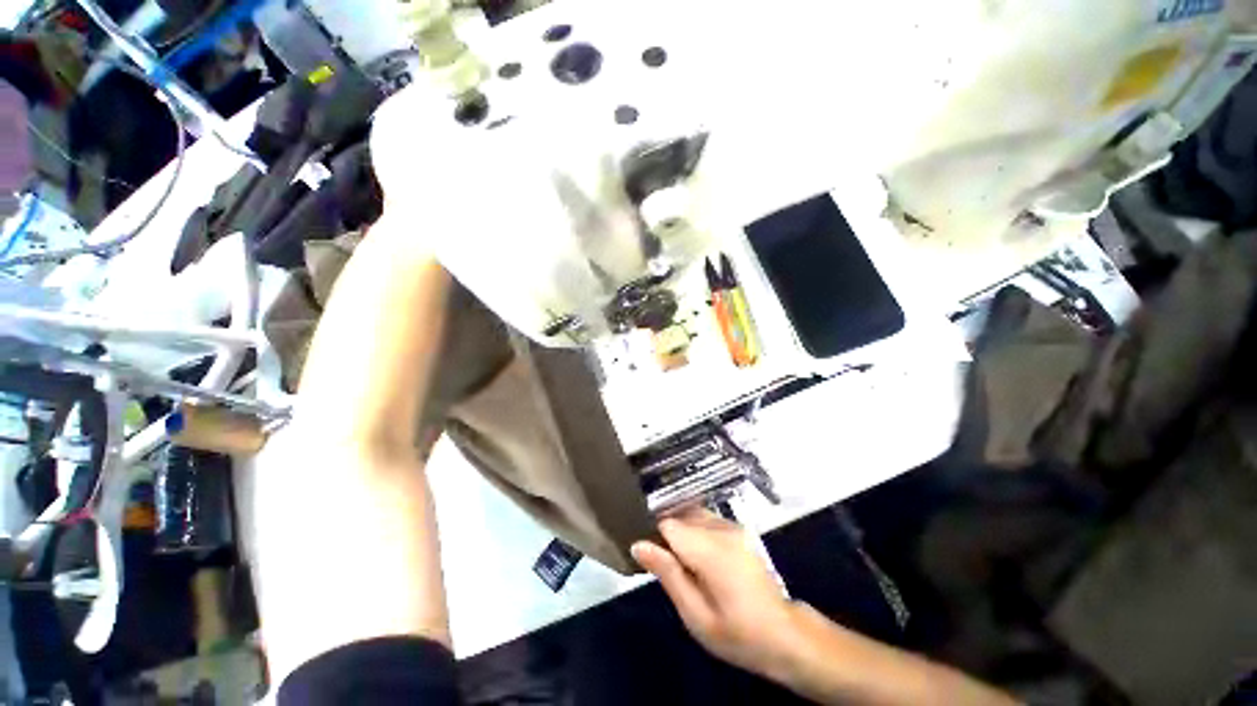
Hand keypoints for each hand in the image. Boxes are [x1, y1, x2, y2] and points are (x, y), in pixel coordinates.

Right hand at [631, 509, 800, 677]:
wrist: (784, 634)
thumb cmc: (738, 634)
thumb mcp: (695, 615)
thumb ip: (668, 574)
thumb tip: (639, 545)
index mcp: (710, 549)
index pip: (668, 524)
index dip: (655, 538)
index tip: (652, 560)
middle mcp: (721, 528)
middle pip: (680, 515)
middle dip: (668, 535)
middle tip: (669, 569)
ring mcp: (733, 525)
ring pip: (692, 514)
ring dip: (682, 532)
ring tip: (684, 565)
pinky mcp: (738, 529)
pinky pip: (706, 519)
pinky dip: (696, 531)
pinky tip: (700, 559)